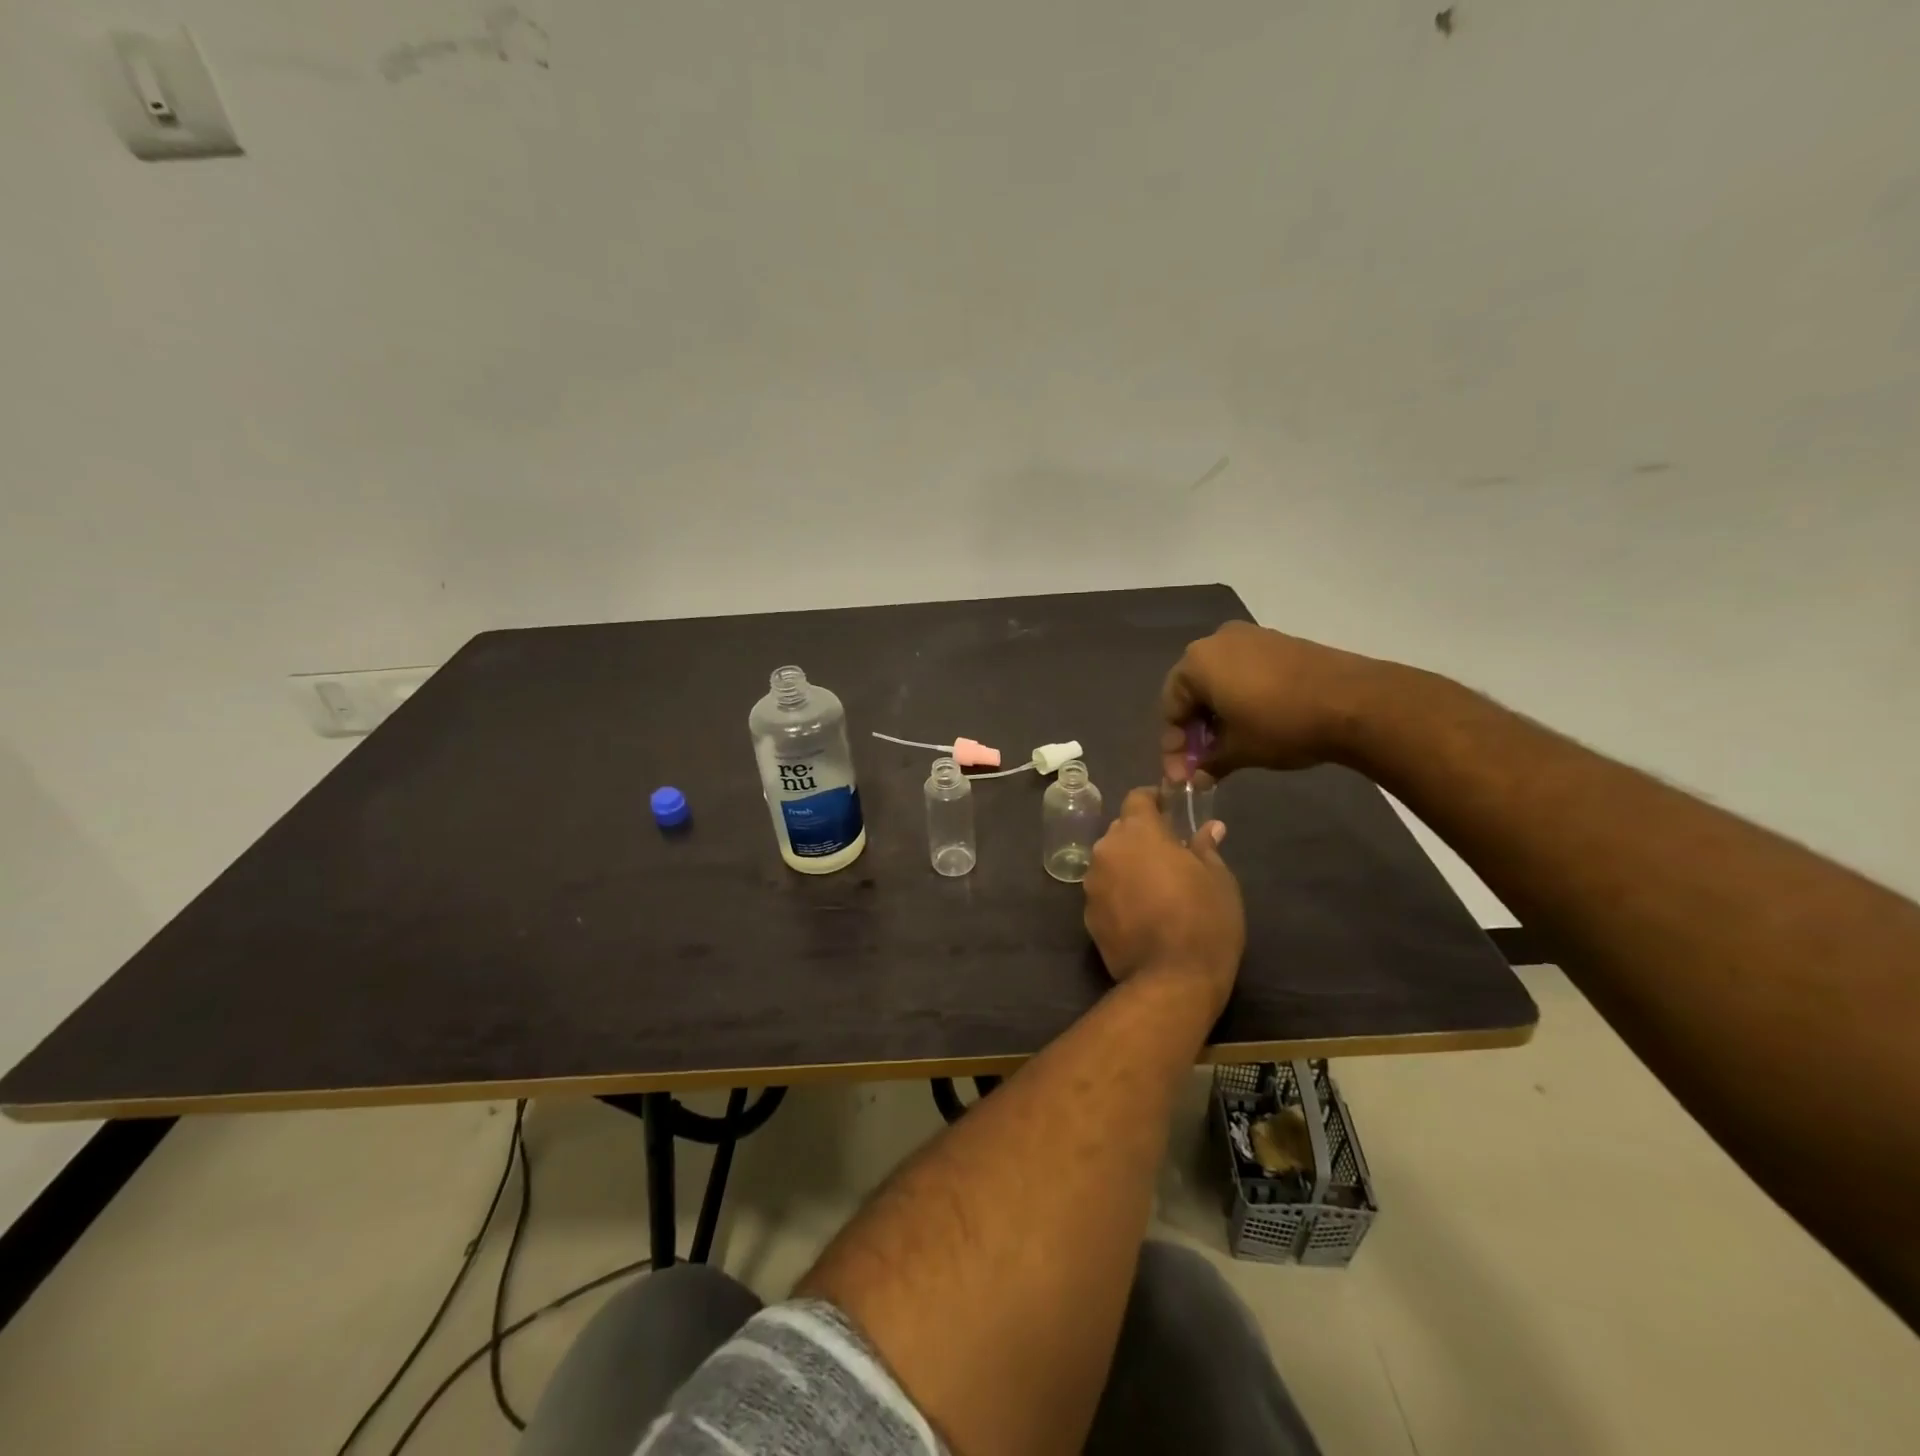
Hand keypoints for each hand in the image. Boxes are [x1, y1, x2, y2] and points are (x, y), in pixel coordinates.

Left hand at [1083, 789, 1244, 1015]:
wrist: (1171, 981)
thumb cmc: (1203, 920)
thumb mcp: (1218, 880)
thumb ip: (1206, 848)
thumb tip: (1209, 828)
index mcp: (1137, 833)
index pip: (1137, 798)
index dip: (1154, 801)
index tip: (1172, 811)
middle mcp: (1107, 851)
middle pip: (1121, 831)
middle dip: (1142, 837)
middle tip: (1171, 854)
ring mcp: (1092, 884)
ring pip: (1111, 862)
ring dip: (1129, 866)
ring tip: (1157, 888)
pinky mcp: (1087, 915)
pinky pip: (1105, 892)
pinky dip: (1119, 894)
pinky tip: (1142, 914)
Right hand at [1159, 621, 1392, 781]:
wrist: (1356, 702)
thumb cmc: (1282, 724)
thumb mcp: (1239, 750)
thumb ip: (1208, 763)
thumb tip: (1195, 778)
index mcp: (1196, 663)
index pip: (1170, 707)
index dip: (1173, 746)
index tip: (1182, 776)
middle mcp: (1216, 641)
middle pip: (1192, 691)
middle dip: (1194, 730)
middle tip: (1202, 763)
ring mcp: (1250, 637)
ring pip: (1219, 681)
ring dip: (1217, 716)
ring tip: (1228, 747)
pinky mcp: (1278, 642)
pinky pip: (1244, 672)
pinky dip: (1240, 699)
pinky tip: (1252, 724)